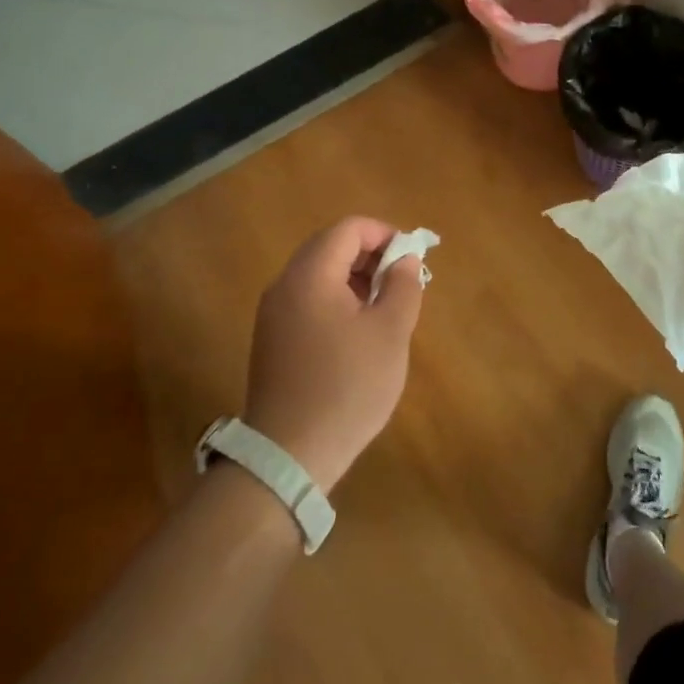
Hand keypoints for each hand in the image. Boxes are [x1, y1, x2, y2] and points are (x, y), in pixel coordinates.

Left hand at [243, 218, 423, 494]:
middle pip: (331, 247)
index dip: (384, 234)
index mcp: (310, 275)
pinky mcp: (273, 340)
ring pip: (319, 275)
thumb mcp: (390, 332)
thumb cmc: (347, 387)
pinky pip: (309, 301)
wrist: (289, 455)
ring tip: (386, 309)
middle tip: (402, 283)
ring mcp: (274, 314)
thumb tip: (404, 259)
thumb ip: (402, 285)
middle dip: (371, 256)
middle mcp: (285, 285)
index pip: (349, 229)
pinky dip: (338, 301)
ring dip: (355, 279)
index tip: (411, 258)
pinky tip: (359, 334)